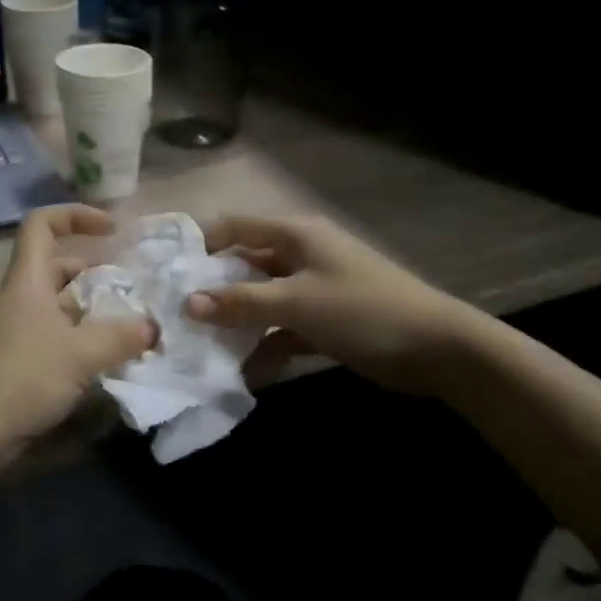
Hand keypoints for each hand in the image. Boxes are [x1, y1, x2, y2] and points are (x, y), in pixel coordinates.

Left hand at [0, 205, 156, 457]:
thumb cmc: (22, 376)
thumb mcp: (80, 354)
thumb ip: (121, 337)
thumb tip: (152, 327)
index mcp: (29, 280)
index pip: (42, 224)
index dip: (75, 215)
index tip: (111, 229)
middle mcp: (21, 297)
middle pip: (58, 267)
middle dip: (96, 272)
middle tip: (133, 290)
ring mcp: (18, 329)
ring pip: (60, 305)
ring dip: (93, 310)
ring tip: (130, 326)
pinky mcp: (19, 359)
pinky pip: (56, 335)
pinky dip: (82, 338)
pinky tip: (108, 358)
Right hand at [183, 214, 477, 393]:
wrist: (438, 349)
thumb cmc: (363, 311)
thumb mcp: (296, 303)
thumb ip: (240, 302)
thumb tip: (186, 303)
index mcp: (294, 235)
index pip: (233, 226)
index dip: (198, 243)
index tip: (162, 269)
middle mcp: (299, 255)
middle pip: (242, 265)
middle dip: (210, 290)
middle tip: (172, 314)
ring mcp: (311, 288)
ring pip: (259, 300)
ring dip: (235, 323)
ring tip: (197, 347)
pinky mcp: (322, 320)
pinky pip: (281, 328)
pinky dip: (264, 346)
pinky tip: (243, 373)